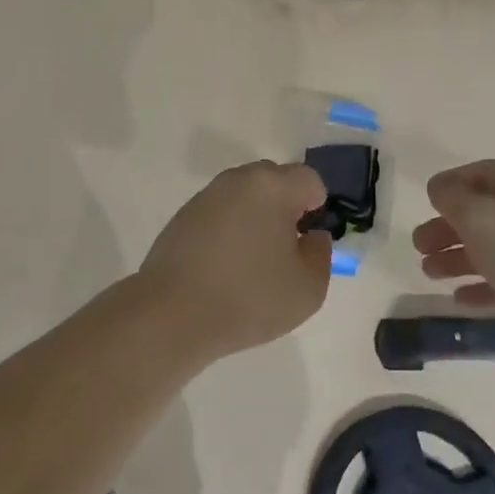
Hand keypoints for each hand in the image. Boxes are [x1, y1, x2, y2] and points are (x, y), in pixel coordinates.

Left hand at [136, 161, 332, 361]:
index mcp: (272, 186)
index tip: (306, 241)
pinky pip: (220, 212)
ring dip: (255, 217)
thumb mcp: (308, 288)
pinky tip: (224, 266)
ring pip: (245, 195)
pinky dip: (229, 229)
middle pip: (275, 180)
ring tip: (252, 261)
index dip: (316, 208)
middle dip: (285, 207)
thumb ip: (320, 254)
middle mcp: (238, 179)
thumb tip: (311, 237)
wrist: (173, 314)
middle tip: (284, 249)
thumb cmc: (249, 298)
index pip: (309, 180)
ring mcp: (207, 195)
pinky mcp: (184, 215)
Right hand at [415, 160, 494, 367]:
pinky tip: (458, 297)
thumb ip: (452, 197)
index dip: (452, 183)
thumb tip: (439, 188)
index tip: (426, 200)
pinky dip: (480, 286)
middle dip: (448, 226)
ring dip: (457, 257)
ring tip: (428, 271)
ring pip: (493, 249)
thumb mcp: (479, 214)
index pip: (485, 173)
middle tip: (419, 244)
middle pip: (485, 213)